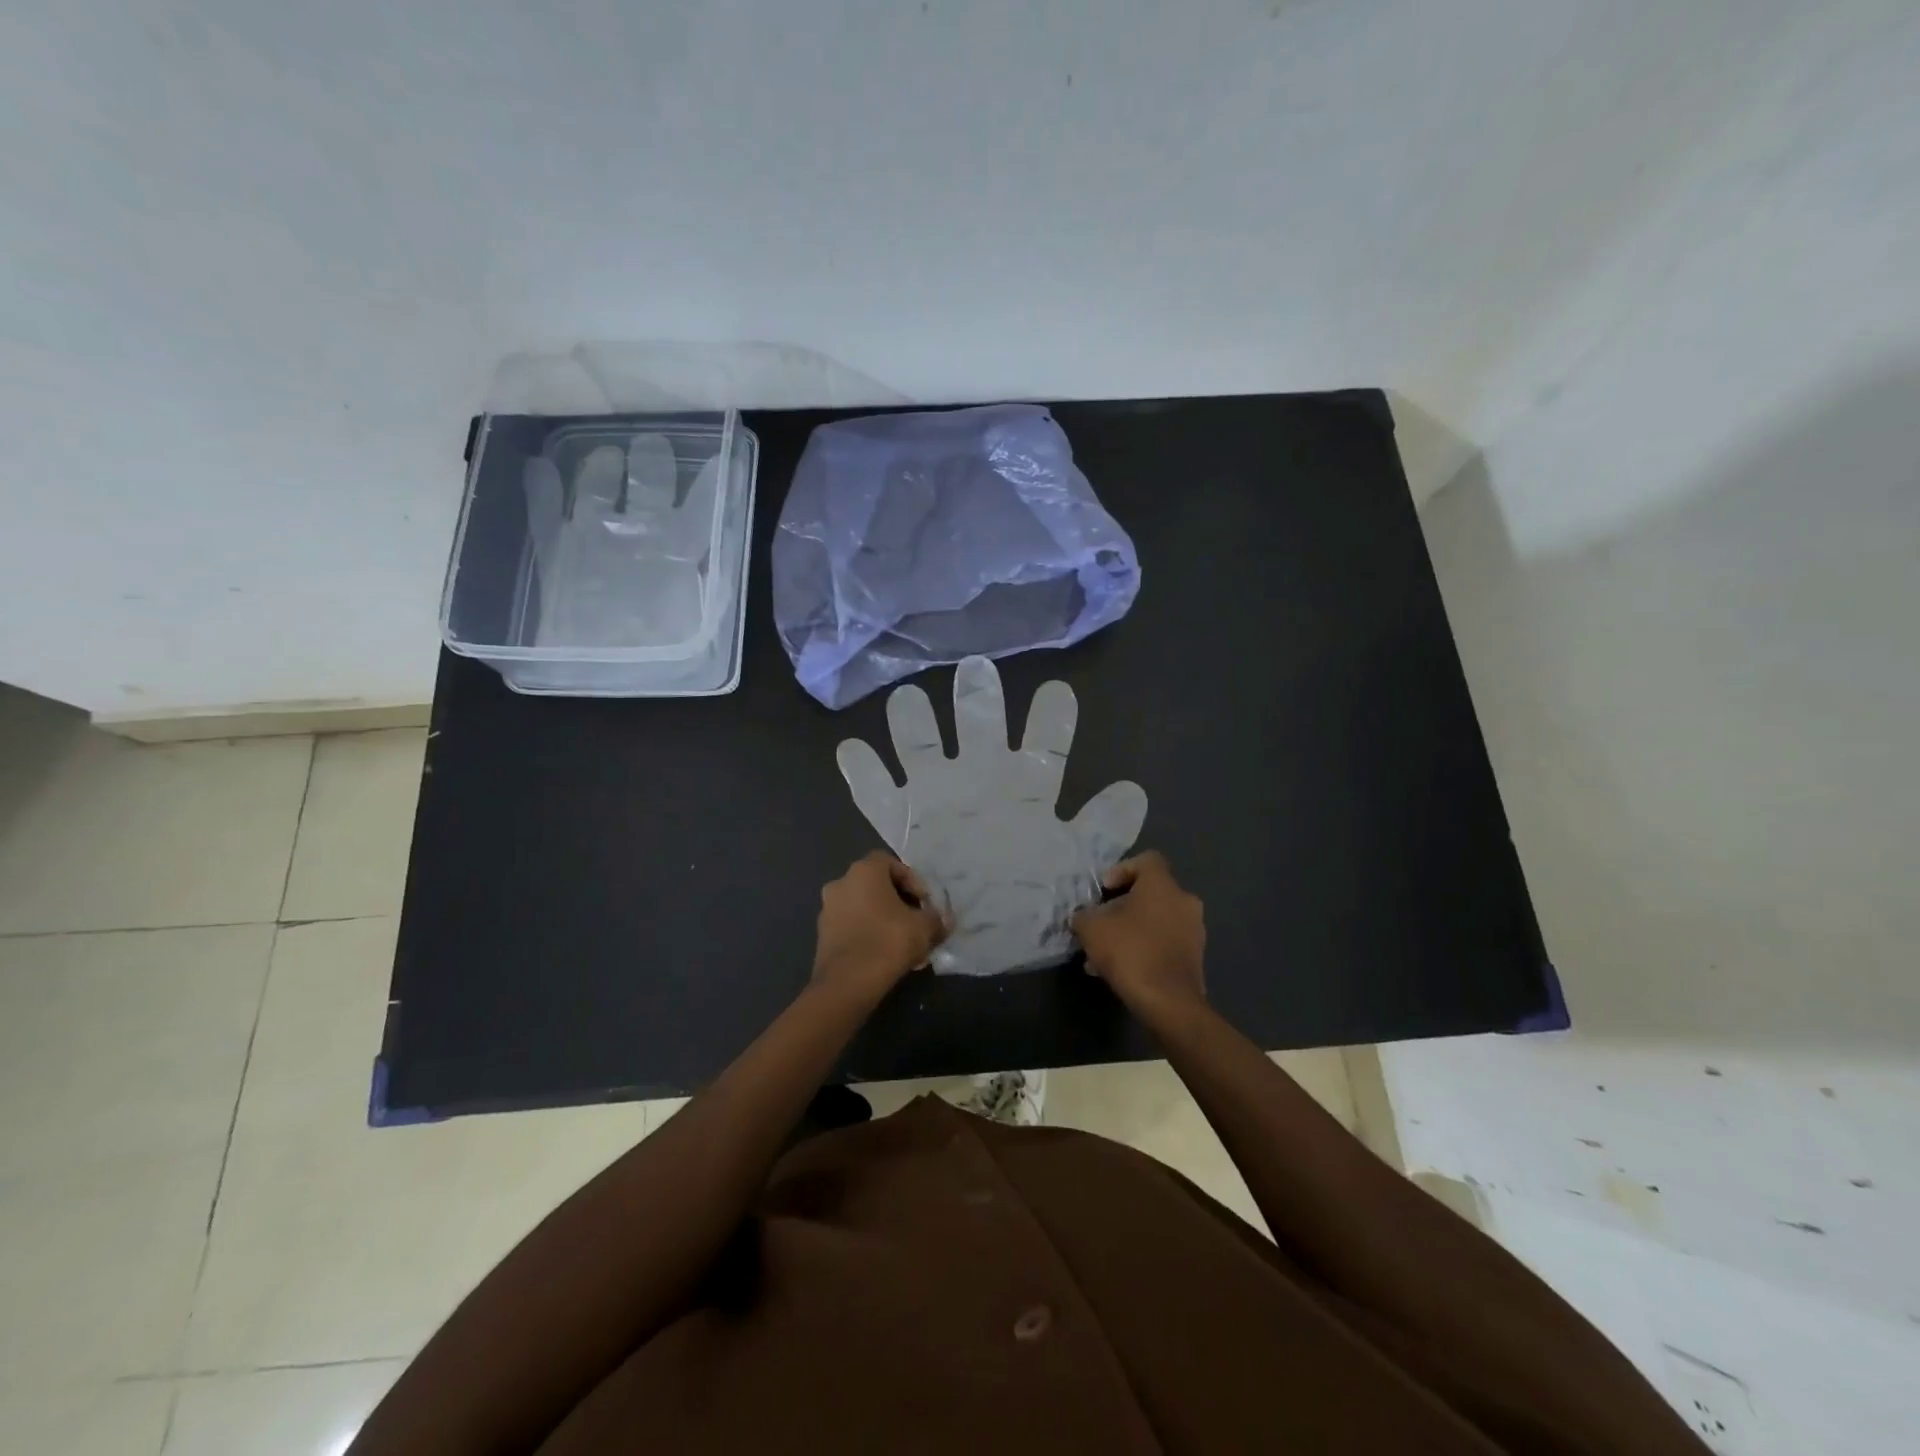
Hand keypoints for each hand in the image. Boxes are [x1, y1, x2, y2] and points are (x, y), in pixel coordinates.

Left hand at [811, 852, 948, 1004]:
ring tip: (903, 943)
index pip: (890, 862)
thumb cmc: (888, 941)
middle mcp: (840, 883)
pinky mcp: (822, 935)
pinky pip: (851, 926)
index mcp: (863, 871)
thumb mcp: (925, 928)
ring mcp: (827, 910)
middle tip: (916, 921)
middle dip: (898, 901)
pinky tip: (885, 955)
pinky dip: (868, 934)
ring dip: (883, 919)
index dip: (912, 880)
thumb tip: (943, 922)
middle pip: (876, 885)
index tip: (924, 902)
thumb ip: (936, 919)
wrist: (847, 983)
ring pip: (863, 907)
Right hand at [1071, 852, 1205, 1017]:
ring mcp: (1194, 931)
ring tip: (1103, 954)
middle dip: (1121, 906)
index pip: (1146, 860)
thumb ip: (1084, 915)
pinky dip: (1144, 948)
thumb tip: (1084, 916)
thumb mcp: (1091, 928)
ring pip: (1155, 920)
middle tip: (1100, 923)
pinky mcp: (1195, 958)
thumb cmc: (1130, 952)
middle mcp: (1184, 901)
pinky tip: (1121, 970)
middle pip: (1149, 893)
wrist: (1169, 1003)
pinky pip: (1164, 943)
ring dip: (1130, 930)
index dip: (1121, 869)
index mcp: (1163, 885)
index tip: (1104, 890)